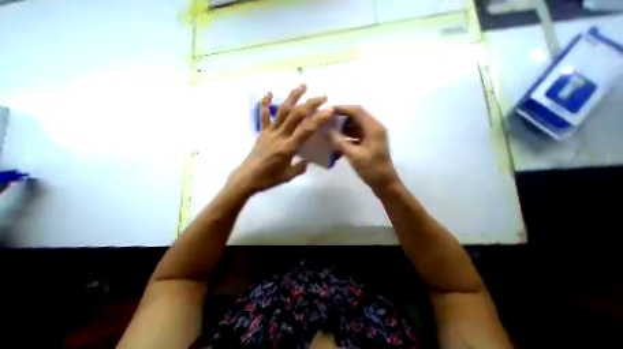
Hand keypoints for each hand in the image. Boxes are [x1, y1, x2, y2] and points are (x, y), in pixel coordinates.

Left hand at [229, 85, 335, 193]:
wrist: (247, 178)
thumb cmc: (268, 179)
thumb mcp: (288, 176)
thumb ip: (300, 167)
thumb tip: (306, 160)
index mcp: (288, 147)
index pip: (307, 130)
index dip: (319, 119)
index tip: (329, 110)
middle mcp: (280, 136)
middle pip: (296, 115)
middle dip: (310, 103)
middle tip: (322, 97)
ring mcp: (270, 132)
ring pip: (282, 110)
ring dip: (293, 97)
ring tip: (303, 86)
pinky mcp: (262, 132)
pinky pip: (263, 115)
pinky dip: (265, 103)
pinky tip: (269, 92)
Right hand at [330, 106, 397, 194]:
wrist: (384, 184)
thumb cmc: (372, 170)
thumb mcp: (354, 156)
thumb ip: (339, 142)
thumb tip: (325, 130)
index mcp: (373, 128)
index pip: (357, 111)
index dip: (342, 108)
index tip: (327, 111)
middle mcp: (374, 128)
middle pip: (356, 116)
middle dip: (341, 118)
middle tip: (327, 122)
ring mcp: (372, 136)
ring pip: (355, 125)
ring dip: (343, 128)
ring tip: (330, 132)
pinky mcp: (369, 143)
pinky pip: (356, 135)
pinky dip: (347, 137)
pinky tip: (337, 143)